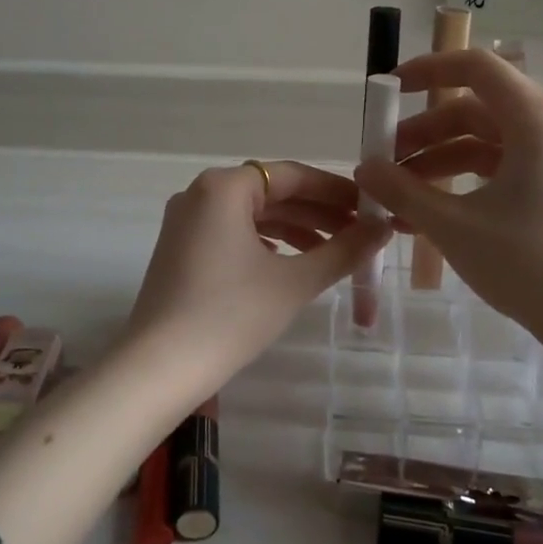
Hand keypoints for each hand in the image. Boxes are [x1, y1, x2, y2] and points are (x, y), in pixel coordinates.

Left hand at [122, 160, 388, 400]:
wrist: (159, 367)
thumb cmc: (230, 315)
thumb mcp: (294, 282)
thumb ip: (343, 251)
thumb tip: (383, 228)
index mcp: (224, 187)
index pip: (291, 176)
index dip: (335, 192)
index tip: (369, 208)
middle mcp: (200, 193)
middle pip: (270, 193)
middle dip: (316, 213)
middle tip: (359, 233)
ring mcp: (185, 222)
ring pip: (251, 214)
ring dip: (293, 229)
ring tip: (333, 252)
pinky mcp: (179, 249)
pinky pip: (231, 233)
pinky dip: (265, 243)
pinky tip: (290, 263)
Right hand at [355, 48, 542, 336]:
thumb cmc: (529, 261)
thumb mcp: (454, 226)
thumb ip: (402, 191)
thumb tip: (364, 168)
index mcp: (533, 118)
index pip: (474, 67)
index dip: (425, 70)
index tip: (386, 91)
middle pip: (472, 110)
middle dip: (421, 134)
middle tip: (381, 163)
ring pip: (482, 144)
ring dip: (436, 164)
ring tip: (394, 198)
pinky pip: (498, 172)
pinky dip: (461, 185)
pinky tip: (424, 218)